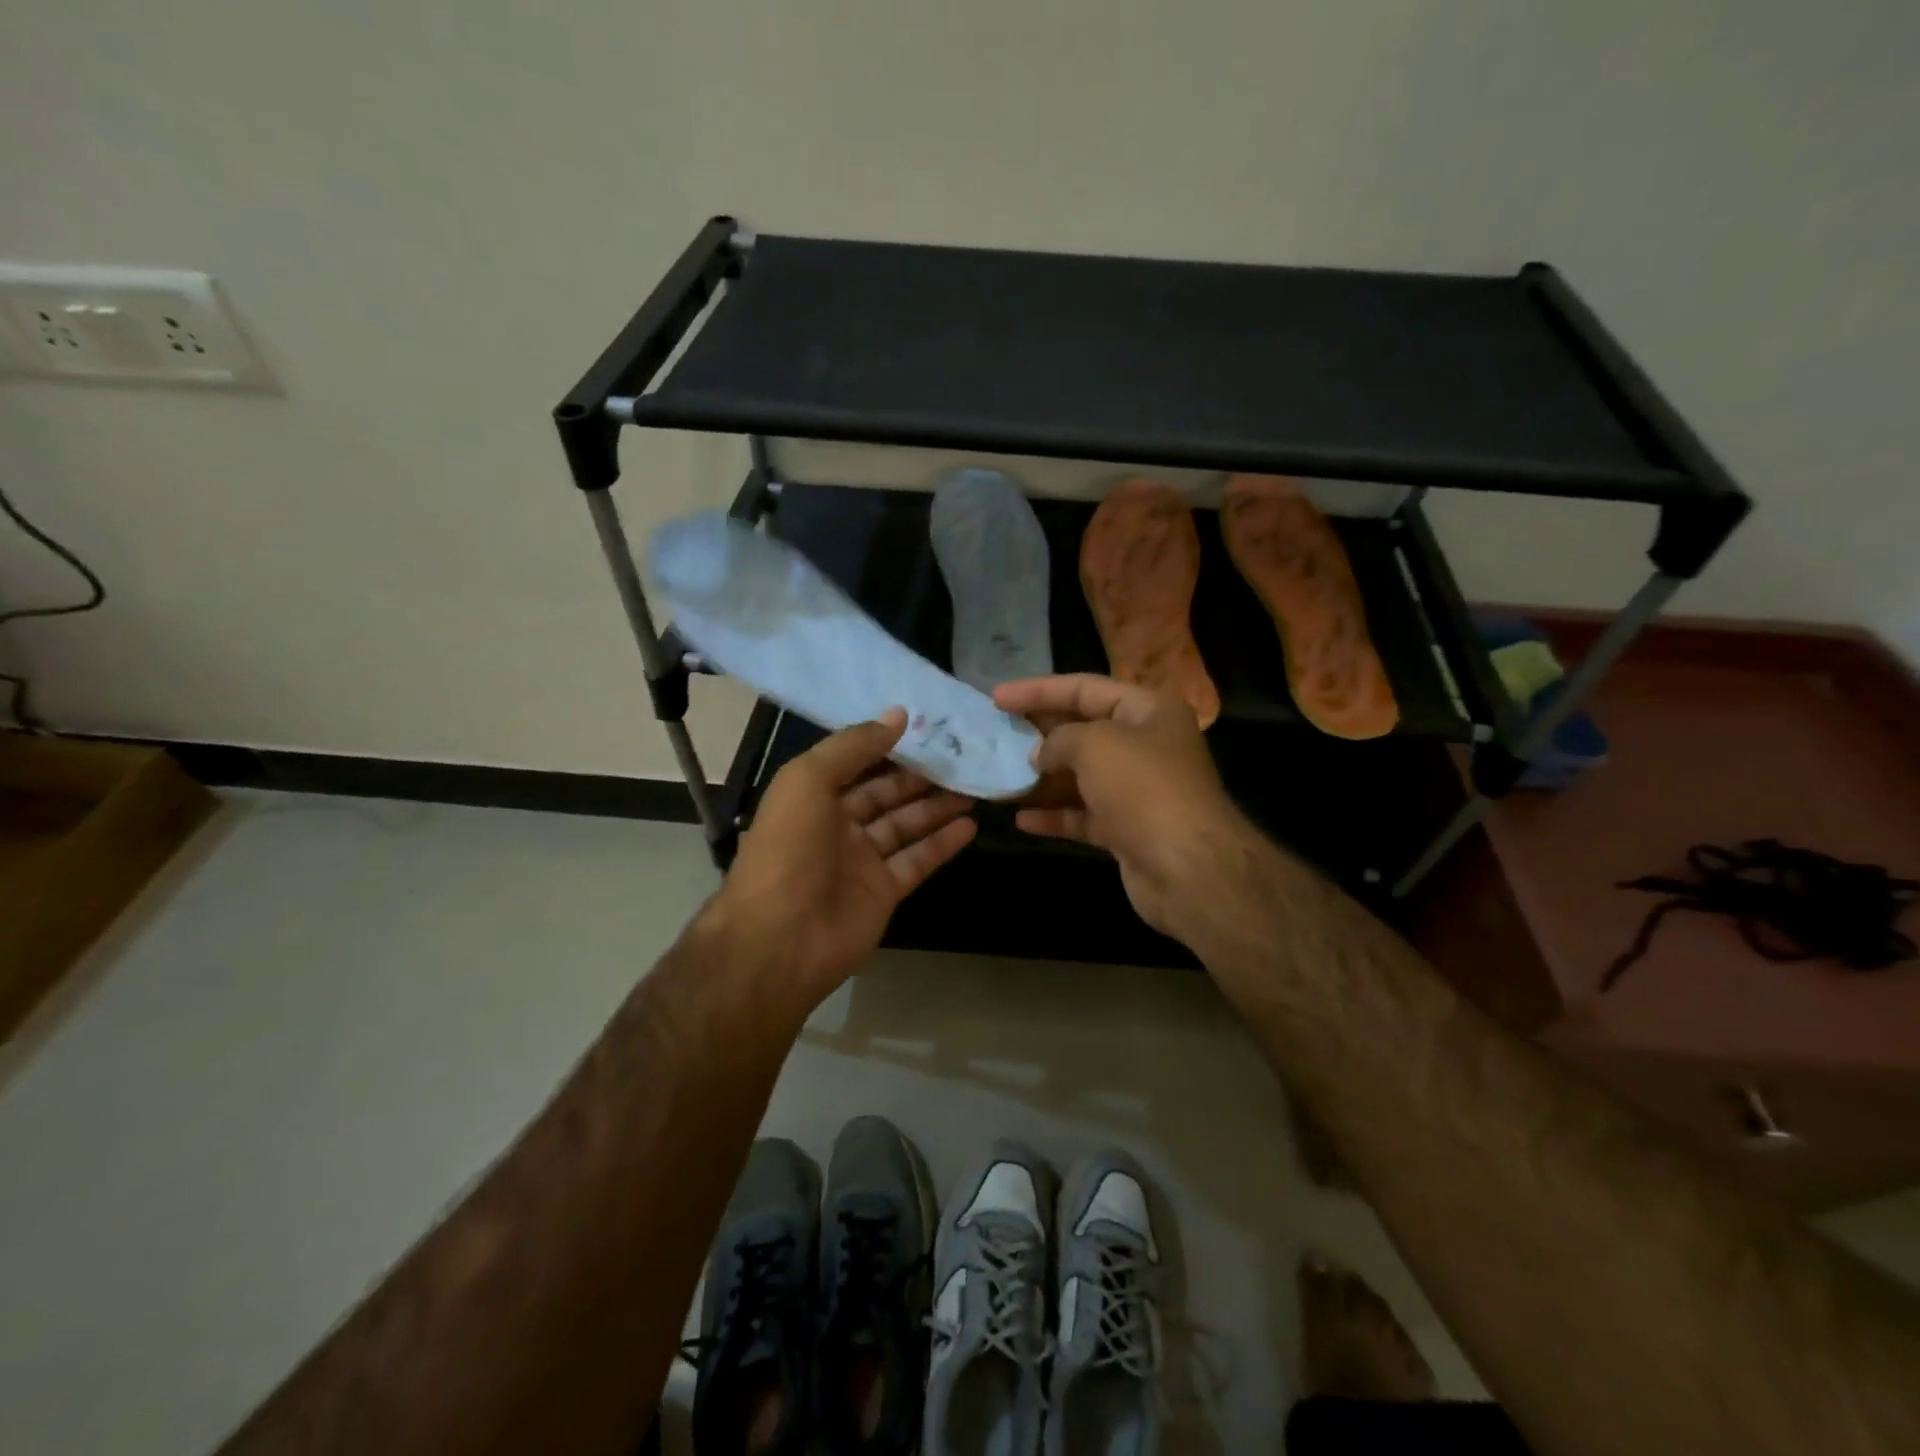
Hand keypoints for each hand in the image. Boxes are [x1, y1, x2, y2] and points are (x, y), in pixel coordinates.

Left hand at [707, 709, 975, 1005]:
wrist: (781, 938)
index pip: (856, 762)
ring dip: (937, 805)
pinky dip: (943, 843)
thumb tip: (898, 715)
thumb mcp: (808, 780)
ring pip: (906, 824)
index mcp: (813, 796)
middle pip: (885, 793)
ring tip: (973, 785)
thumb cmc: (789, 849)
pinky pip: (918, 860)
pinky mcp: (884, 891)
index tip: (927, 726)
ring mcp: (862, 860)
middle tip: (961, 755)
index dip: (889, 745)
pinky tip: (970, 824)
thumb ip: (853, 746)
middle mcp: (837, 825)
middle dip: (919, 775)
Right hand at [993, 674, 1249, 939]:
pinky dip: (1054, 815)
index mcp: (1148, 710)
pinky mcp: (1128, 829)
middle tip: (996, 732)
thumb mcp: (1094, 745)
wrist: (1188, 867)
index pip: (1085, 688)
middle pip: (1083, 729)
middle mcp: (1146, 745)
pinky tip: (1021, 819)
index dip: (1038, 690)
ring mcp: (1138, 790)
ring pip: (1081, 775)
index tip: (996, 697)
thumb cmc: (1142, 788)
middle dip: (1040, 731)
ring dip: (1043, 777)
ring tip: (1001, 773)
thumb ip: (1059, 739)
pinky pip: (1083, 814)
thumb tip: (1041, 755)